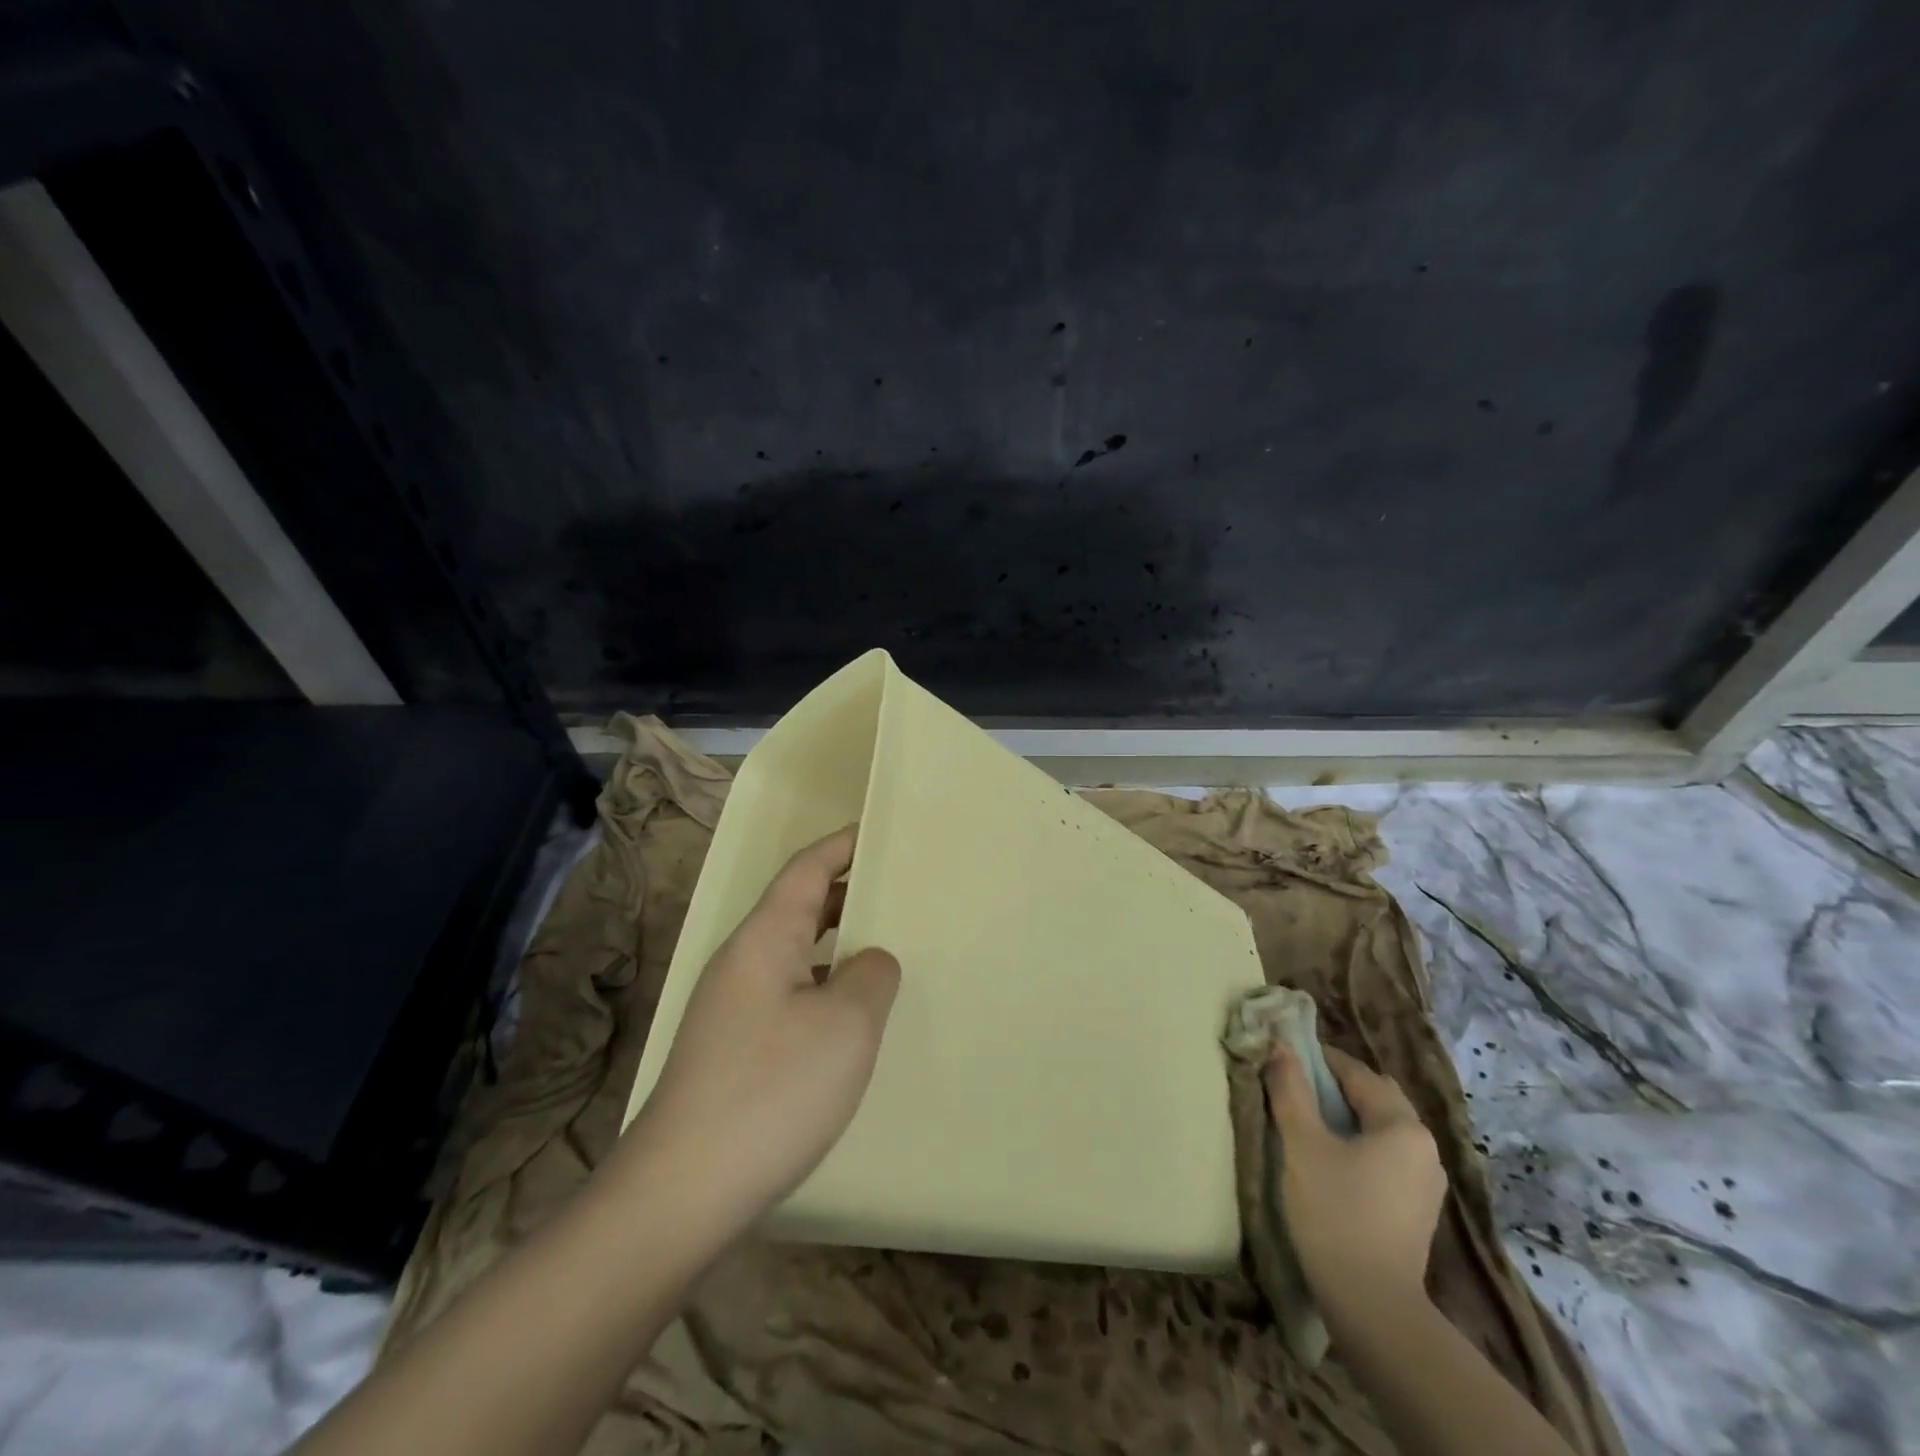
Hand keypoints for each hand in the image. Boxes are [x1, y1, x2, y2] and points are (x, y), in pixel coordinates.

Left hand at [621, 826, 900, 1232]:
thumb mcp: (846, 1024)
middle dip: (847, 892)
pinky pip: (789, 995)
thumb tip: (870, 962)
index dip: (843, 845)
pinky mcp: (732, 1050)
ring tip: (887, 950)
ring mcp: (732, 1008)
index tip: (879, 830)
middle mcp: (743, 962)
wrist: (682, 1191)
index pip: (807, 869)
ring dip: (837, 945)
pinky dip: (824, 988)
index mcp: (765, 937)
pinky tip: (851, 1020)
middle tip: (899, 890)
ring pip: (795, 954)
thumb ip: (871, 975)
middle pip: (799, 907)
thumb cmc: (772, 1089)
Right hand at [1264, 1044, 1445, 1323]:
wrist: (1371, 1305)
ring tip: (1307, 1121)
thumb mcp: (1302, 1143)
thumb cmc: (1335, 1211)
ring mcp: (1426, 1182)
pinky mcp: (1417, 1209)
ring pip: (1381, 1128)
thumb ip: (1290, 1088)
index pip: (1357, 1072)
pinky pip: (1386, 1156)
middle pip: (1375, 1097)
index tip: (1283, 1057)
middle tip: (1293, 1086)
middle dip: (1335, 1085)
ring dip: (1347, 1116)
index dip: (1317, 1059)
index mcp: (1403, 1125)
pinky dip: (1360, 1145)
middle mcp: (1425, 1147)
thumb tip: (1278, 1044)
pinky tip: (1331, 1159)